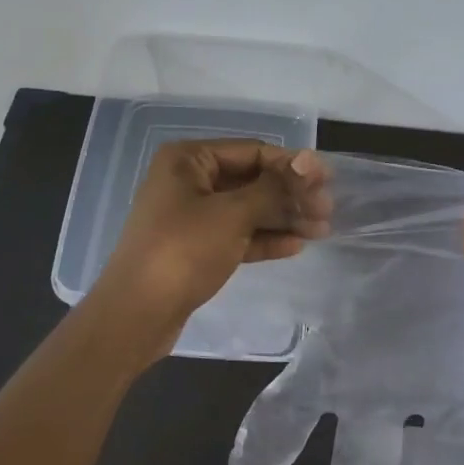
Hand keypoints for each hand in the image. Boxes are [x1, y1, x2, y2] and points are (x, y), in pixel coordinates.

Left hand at [94, 139, 328, 342]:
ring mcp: (190, 216)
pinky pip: (236, 234)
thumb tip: (311, 161)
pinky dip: (263, 238)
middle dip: (289, 194)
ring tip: (321, 230)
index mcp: (188, 159)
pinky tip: (296, 245)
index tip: (327, 181)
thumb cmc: (183, 251)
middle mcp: (187, 181)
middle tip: (327, 211)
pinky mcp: (195, 247)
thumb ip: (274, 187)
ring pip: (246, 209)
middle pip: (250, 179)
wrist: (136, 314)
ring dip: (282, 217)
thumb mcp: (232, 214)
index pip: (252, 151)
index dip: (291, 164)